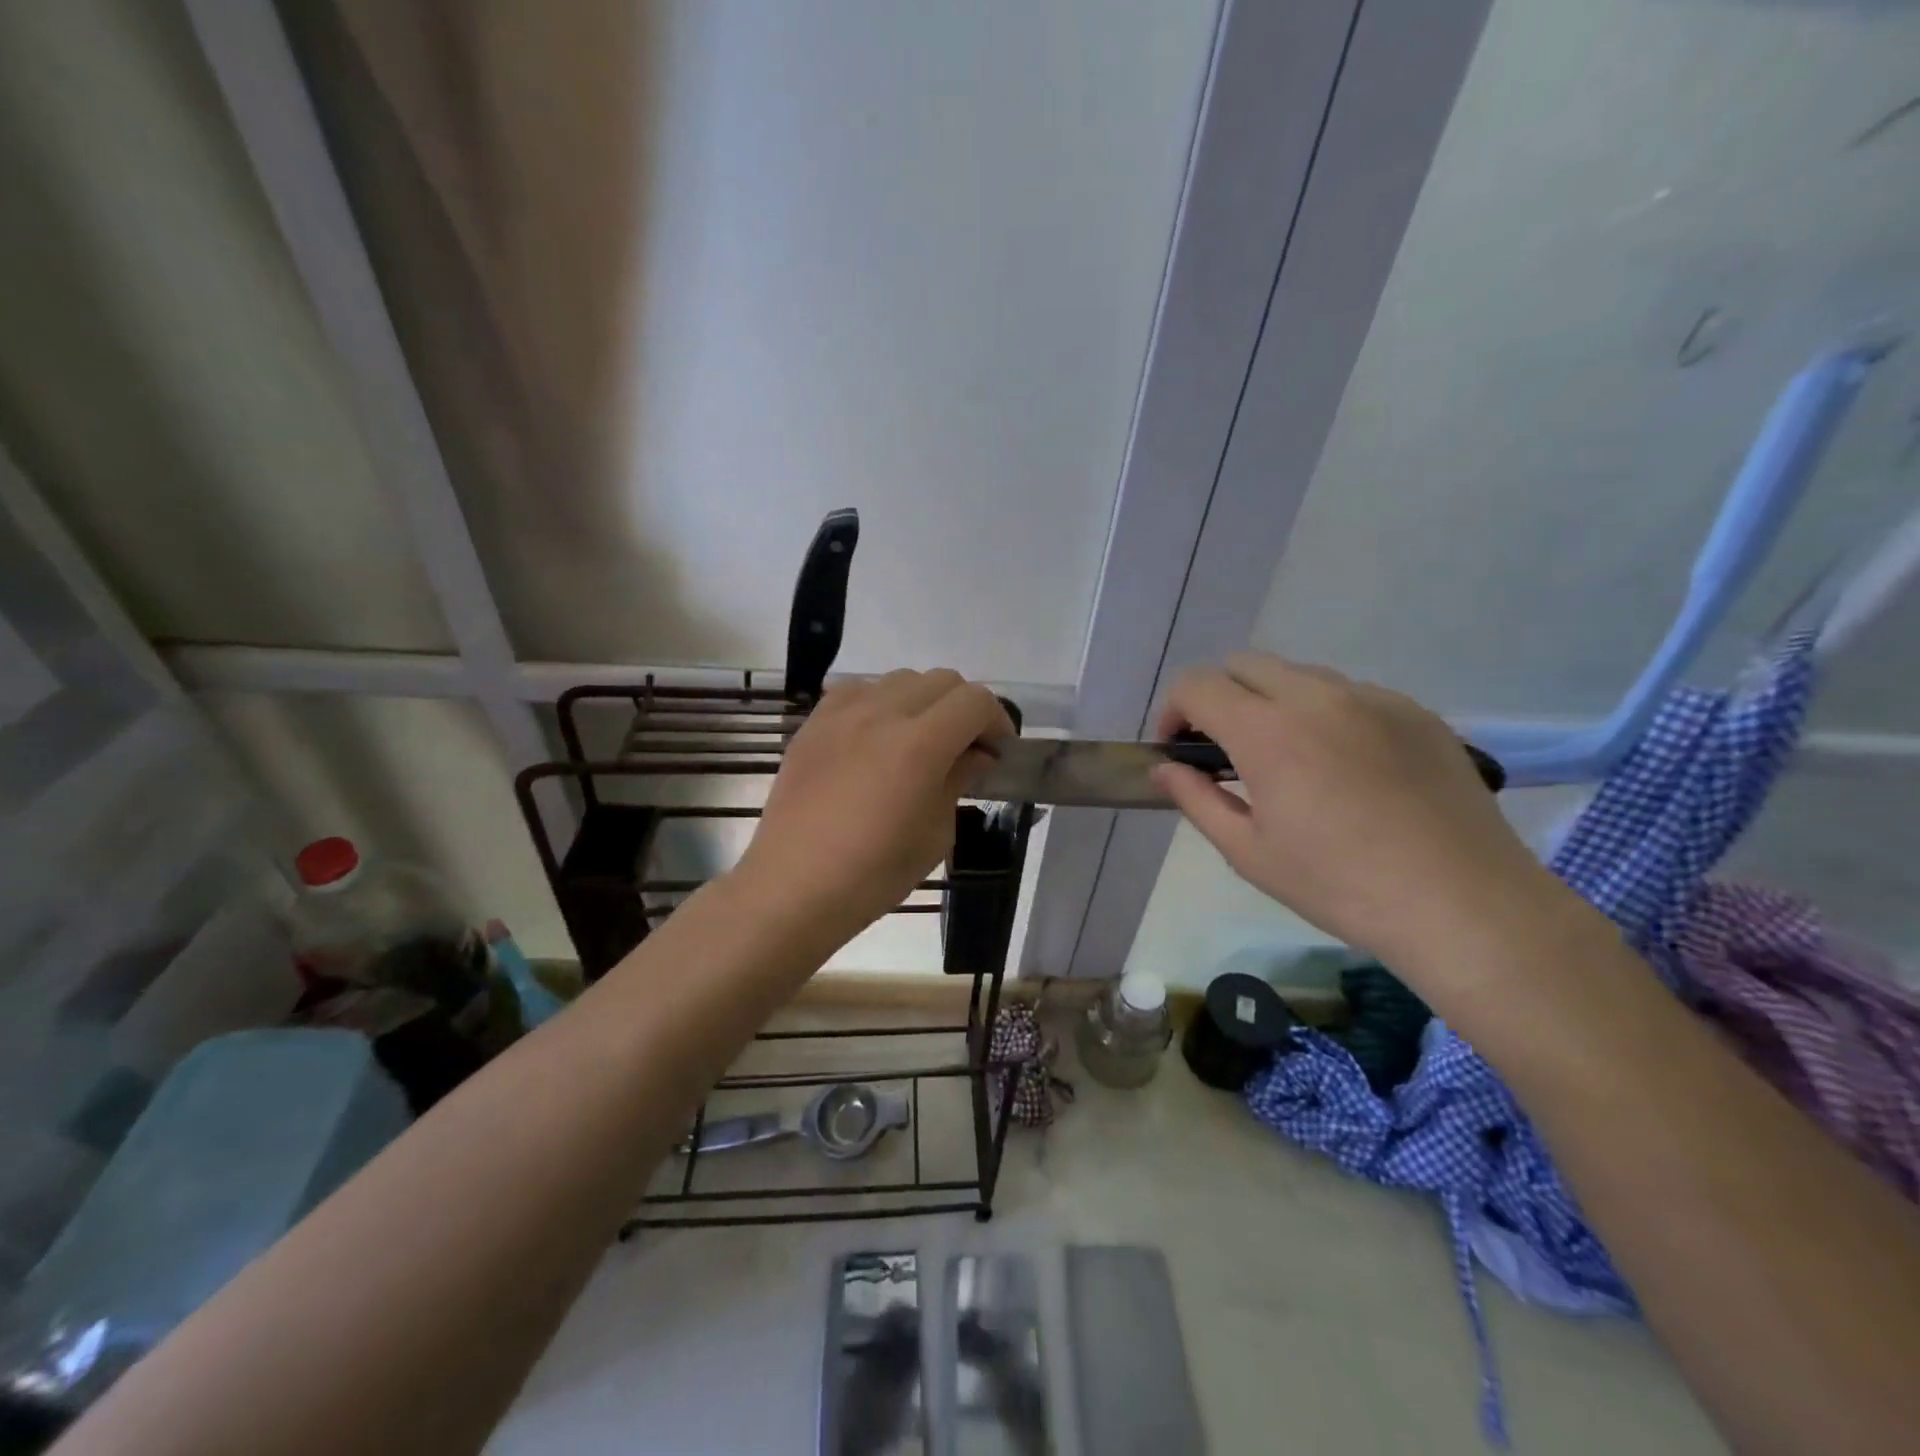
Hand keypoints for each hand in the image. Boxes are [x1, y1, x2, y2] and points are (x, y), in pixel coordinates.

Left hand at [737, 669, 1013, 942]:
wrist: (794, 886)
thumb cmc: (874, 872)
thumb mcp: (935, 833)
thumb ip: (958, 780)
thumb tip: (975, 755)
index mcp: (921, 744)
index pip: (975, 701)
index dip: (997, 721)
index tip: (996, 751)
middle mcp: (883, 713)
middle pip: (942, 680)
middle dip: (964, 708)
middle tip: (964, 747)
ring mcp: (843, 713)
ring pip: (900, 679)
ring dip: (923, 702)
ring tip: (918, 740)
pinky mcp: (814, 723)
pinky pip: (858, 690)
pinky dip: (880, 703)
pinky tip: (875, 737)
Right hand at [1153, 653, 1564, 970]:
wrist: (1464, 904)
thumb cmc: (1340, 886)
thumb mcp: (1250, 853)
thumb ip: (1196, 799)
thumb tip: (1164, 769)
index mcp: (1268, 732)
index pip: (1197, 684)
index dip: (1174, 710)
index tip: (1178, 748)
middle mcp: (1318, 697)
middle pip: (1244, 664)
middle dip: (1219, 697)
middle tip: (1224, 749)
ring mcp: (1373, 698)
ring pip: (1299, 675)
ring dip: (1272, 702)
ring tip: (1289, 759)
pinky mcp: (1415, 711)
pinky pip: (1350, 693)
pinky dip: (1325, 713)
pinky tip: (1345, 766)